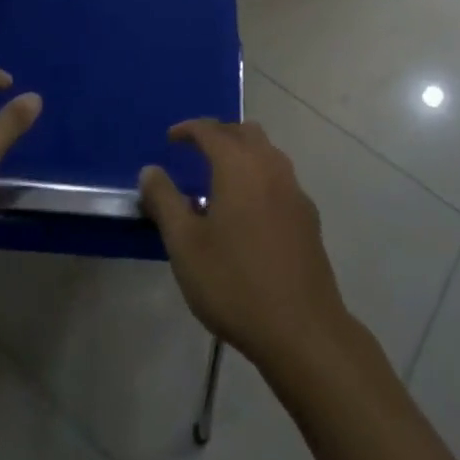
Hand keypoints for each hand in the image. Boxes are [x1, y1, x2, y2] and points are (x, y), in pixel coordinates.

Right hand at [139, 120, 349, 368]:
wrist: (302, 330)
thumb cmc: (234, 283)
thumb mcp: (185, 245)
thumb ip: (164, 201)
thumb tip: (150, 170)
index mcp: (238, 164)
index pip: (210, 130)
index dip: (188, 129)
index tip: (171, 139)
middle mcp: (269, 165)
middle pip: (243, 132)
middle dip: (218, 134)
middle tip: (196, 151)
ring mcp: (294, 189)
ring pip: (266, 152)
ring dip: (242, 153)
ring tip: (221, 179)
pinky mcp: (308, 215)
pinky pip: (280, 178)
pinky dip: (260, 177)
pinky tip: (250, 211)